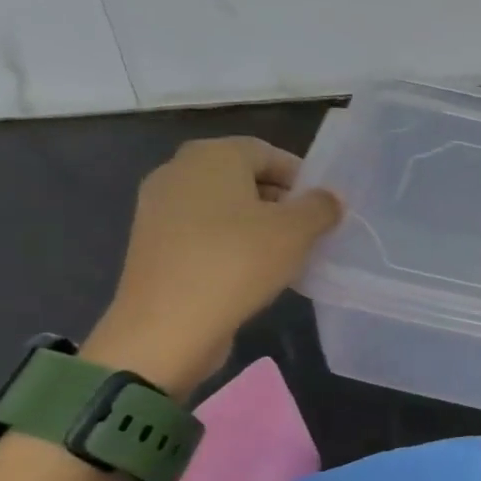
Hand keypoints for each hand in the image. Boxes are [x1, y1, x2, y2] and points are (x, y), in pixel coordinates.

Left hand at [84, 137, 341, 396]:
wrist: (166, 327)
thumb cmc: (237, 262)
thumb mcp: (296, 232)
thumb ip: (320, 207)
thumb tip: (329, 198)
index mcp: (212, 155)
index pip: (268, 153)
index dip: (301, 178)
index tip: (322, 209)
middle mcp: (178, 170)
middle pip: (243, 178)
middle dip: (279, 202)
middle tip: (307, 232)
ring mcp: (158, 208)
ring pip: (222, 207)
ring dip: (255, 225)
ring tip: (284, 256)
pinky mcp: (151, 244)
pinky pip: (202, 233)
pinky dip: (228, 245)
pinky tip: (249, 273)